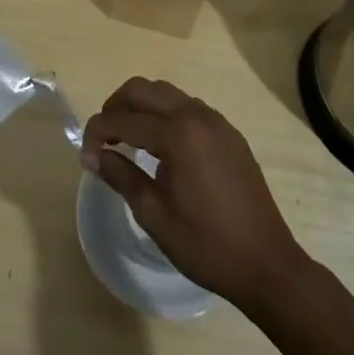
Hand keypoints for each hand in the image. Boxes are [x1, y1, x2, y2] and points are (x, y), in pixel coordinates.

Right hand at [80, 78, 304, 309]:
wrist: (268, 265)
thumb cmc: (207, 245)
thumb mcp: (155, 215)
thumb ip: (121, 176)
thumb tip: (92, 155)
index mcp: (177, 134)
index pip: (123, 119)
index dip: (97, 133)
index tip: (85, 156)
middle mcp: (196, 115)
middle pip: (142, 90)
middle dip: (116, 107)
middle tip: (103, 138)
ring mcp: (216, 121)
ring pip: (166, 93)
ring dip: (141, 107)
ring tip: (127, 138)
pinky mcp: (229, 133)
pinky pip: (188, 107)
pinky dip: (165, 114)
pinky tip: (161, 145)